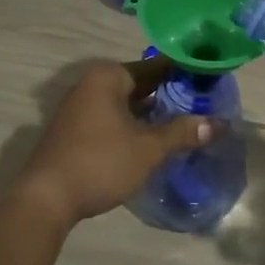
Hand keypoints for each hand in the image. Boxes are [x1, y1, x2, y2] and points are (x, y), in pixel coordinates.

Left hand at [17, 56, 219, 223]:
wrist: (46, 199)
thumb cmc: (100, 163)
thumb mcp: (148, 149)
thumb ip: (183, 132)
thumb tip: (219, 123)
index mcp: (108, 77)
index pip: (156, 66)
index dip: (184, 73)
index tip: (210, 81)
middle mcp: (91, 84)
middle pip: (140, 84)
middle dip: (169, 95)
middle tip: (203, 104)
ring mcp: (79, 107)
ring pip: (126, 103)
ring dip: (151, 113)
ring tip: (185, 122)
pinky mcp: (74, 129)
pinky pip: (112, 118)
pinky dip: (133, 124)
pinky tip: (153, 139)